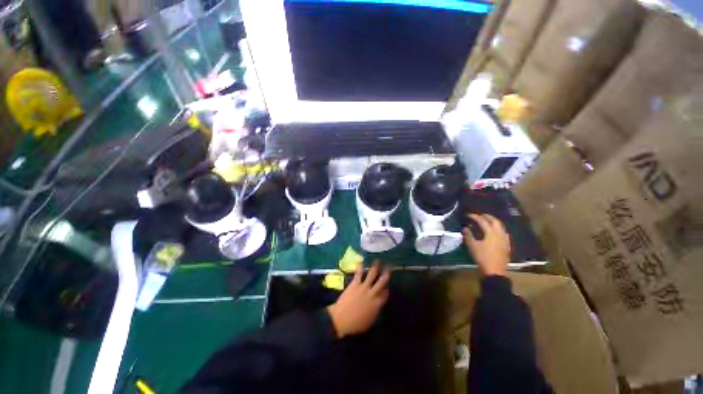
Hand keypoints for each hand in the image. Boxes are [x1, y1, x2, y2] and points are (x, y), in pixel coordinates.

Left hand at [327, 261, 390, 337]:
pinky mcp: (355, 284)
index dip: (387, 289)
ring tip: (378, 260)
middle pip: (382, 282)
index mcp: (377, 304)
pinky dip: (360, 267)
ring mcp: (364, 287)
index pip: (385, 294)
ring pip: (372, 275)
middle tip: (390, 267)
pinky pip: (359, 273)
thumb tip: (377, 305)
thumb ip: (375, 311)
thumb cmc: (356, 324)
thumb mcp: (370, 321)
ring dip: (375, 267)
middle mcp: (373, 293)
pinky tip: (361, 261)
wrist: (342, 319)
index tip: (387, 286)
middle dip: (386, 274)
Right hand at [463, 214, 510, 276]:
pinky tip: (495, 231)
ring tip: (487, 221)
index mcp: (491, 233)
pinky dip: (498, 228)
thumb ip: (468, 235)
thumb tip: (465, 228)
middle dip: (487, 216)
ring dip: (493, 221)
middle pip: (495, 221)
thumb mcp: (472, 246)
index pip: (483, 221)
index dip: (475, 217)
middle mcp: (500, 234)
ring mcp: (505, 239)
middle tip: (479, 215)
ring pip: (500, 226)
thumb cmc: (482, 257)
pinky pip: (503, 232)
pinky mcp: (506, 245)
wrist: (495, 271)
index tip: (468, 215)